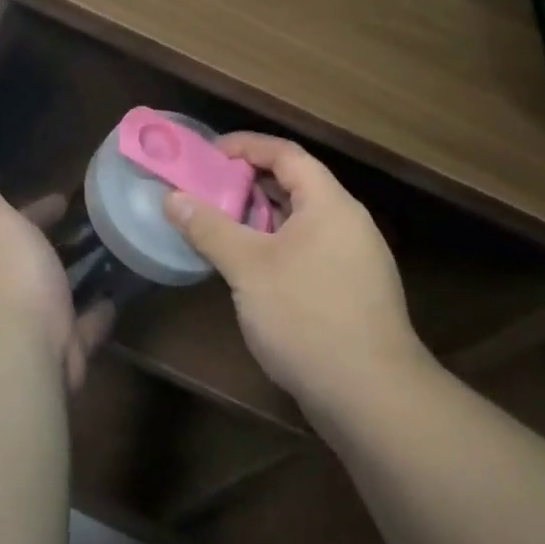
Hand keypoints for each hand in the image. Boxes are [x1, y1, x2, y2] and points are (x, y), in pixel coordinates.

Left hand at [0, 155, 114, 393]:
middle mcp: (10, 285)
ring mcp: (37, 319)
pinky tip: (116, 298)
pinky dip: (97, 314)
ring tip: (110, 255)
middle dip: (55, 244)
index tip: (62, 199)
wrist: (24, 345)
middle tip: (92, 225)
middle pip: (35, 258)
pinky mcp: (64, 346)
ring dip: (76, 277)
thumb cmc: (9, 271)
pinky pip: (85, 326)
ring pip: (59, 292)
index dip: (35, 210)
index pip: (14, 224)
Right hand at [162, 134, 429, 426]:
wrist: (372, 398)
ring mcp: (353, 260)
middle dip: (246, 182)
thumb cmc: (306, 317)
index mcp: (329, 205)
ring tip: (217, 224)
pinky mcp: (350, 291)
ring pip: (299, 221)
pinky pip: (306, 249)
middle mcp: (347, 224)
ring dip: (257, 217)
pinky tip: (246, 267)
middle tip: (204, 190)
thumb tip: (172, 198)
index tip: (206, 154)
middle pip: (294, 184)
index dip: (245, 146)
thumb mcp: (247, 267)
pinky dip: (273, 244)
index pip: (286, 154)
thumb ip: (208, 227)